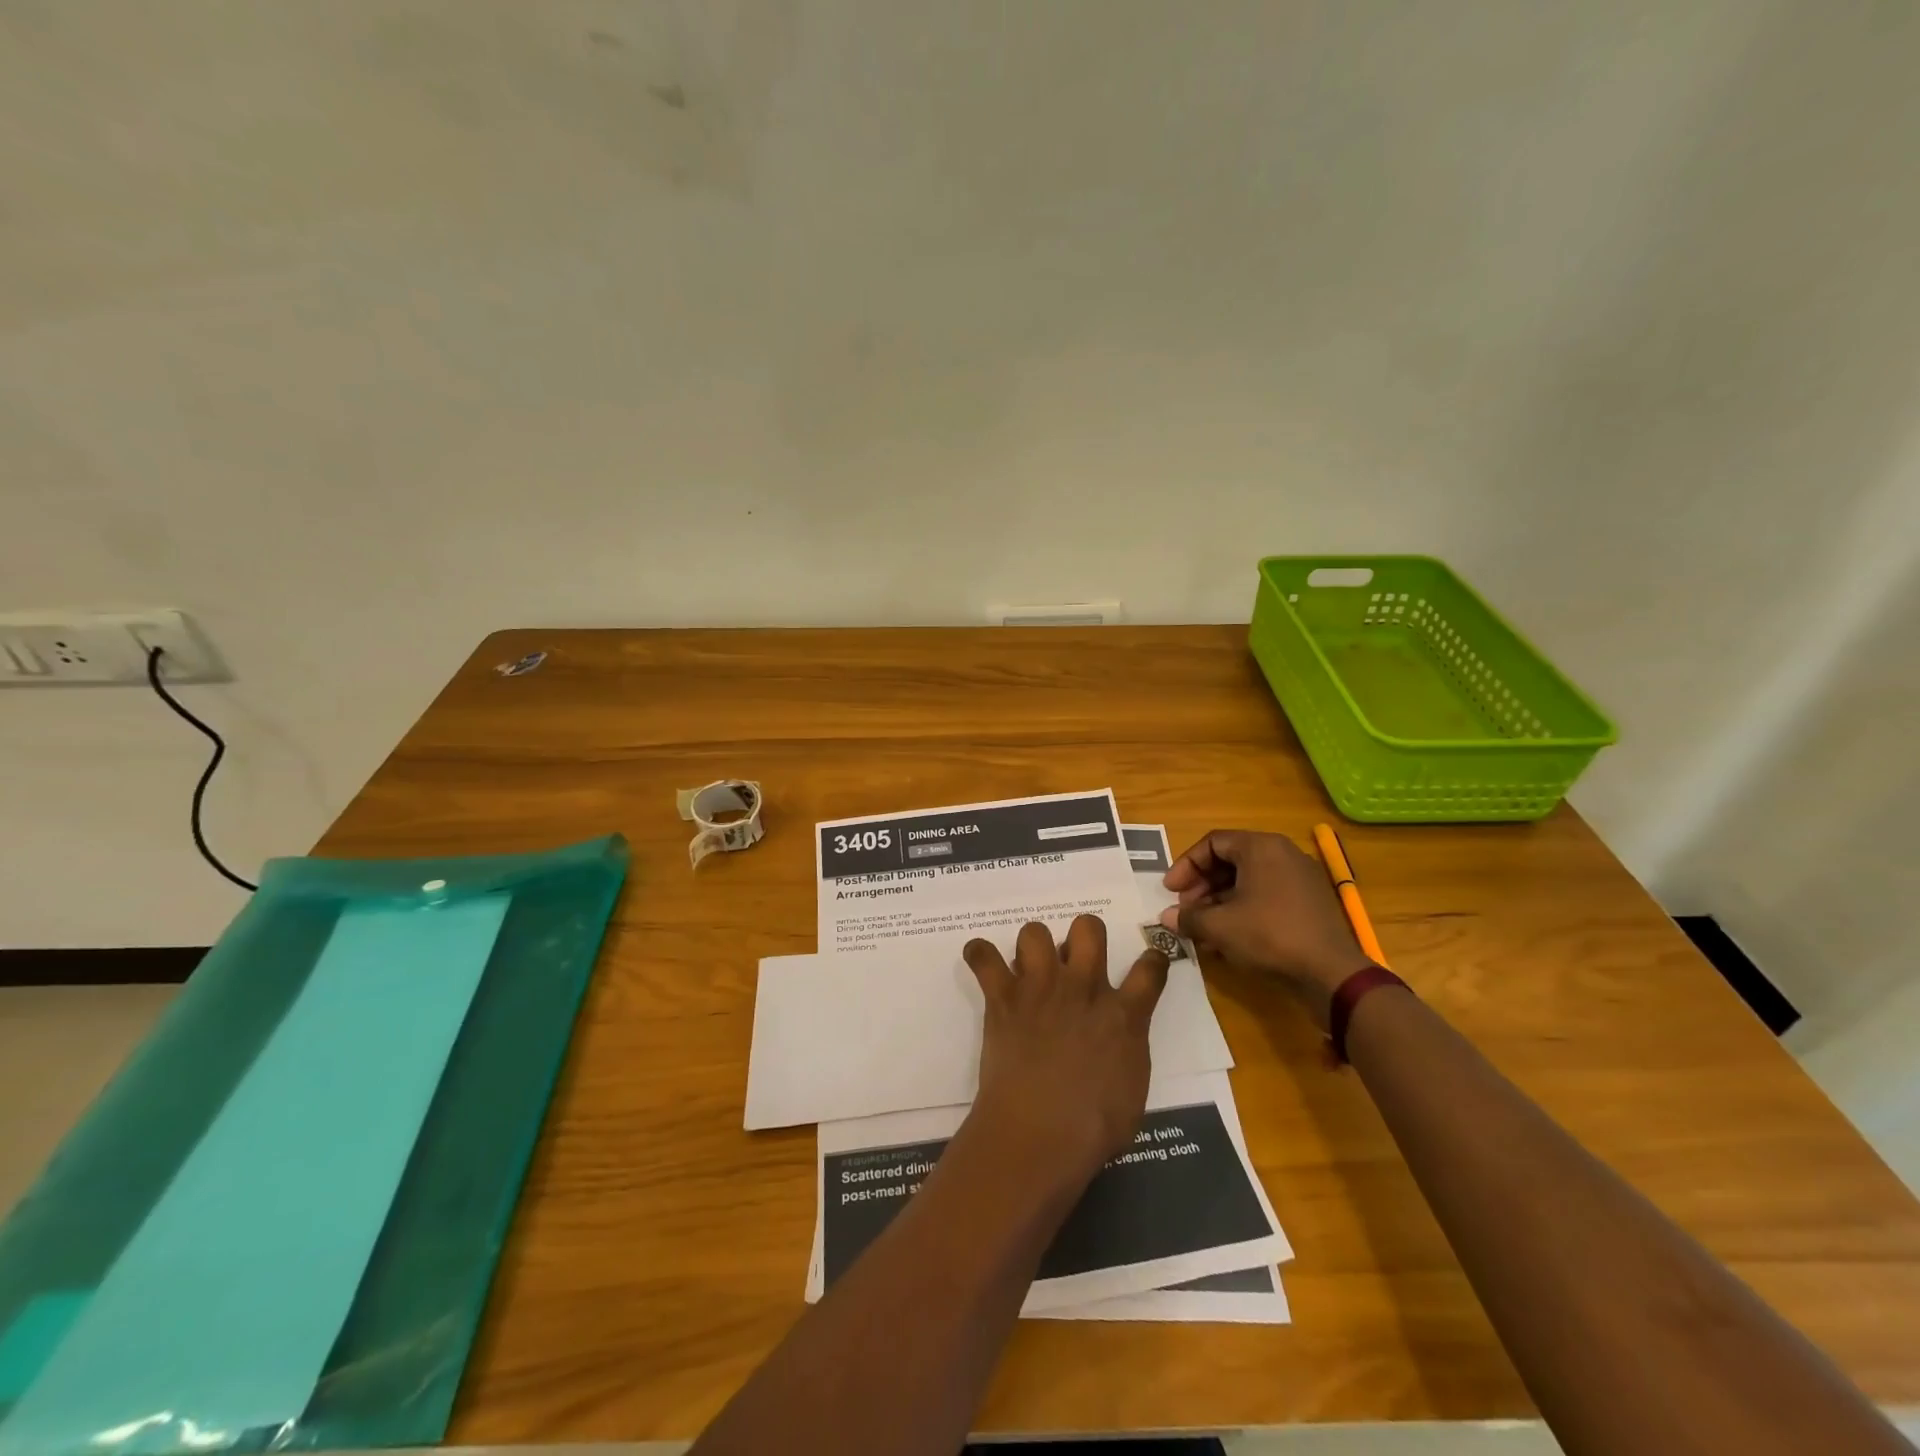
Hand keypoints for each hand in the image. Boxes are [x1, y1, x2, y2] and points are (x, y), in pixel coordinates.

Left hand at [961, 916, 1168, 1188]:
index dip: (1152, 960)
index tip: (1147, 962)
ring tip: (1030, 969)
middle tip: (1076, 960)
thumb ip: (1127, 1051)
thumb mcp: (1132, 1091)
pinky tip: (982, 962)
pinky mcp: (1003, 997)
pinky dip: (980, 955)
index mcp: (1122, 1015)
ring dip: (1033, 946)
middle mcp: (1082, 988)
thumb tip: (1118, 1037)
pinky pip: (984, 957)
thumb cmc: (1093, 1128)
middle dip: (1084, 935)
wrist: (1040, 1133)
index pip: (1149, 969)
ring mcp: (1040, 988)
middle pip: (1088, 928)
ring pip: (1035, 932)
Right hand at [1161, 829, 1372, 1027]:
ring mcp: (1300, 878)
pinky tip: (1227, 937)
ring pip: (1247, 881)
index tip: (1170, 891)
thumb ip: (1188, 918)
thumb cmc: (1269, 936)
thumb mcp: (1220, 926)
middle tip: (1185, 910)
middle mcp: (1282, 854)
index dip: (1186, 865)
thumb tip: (1166, 917)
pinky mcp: (1309, 902)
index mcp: (1261, 847)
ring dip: (1219, 901)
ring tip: (1202, 928)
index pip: (1212, 843)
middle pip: (1230, 860)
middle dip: (1202, 886)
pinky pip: (1266, 895)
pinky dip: (1242, 910)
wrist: (1331, 973)